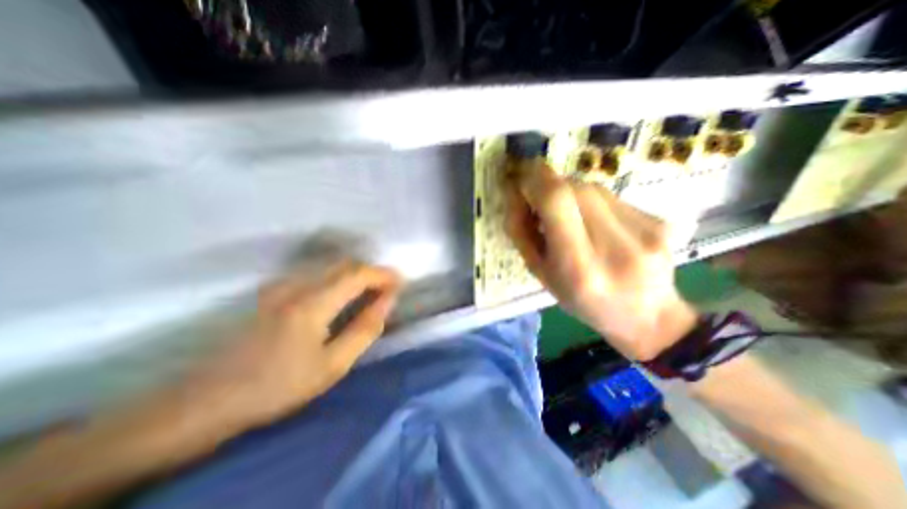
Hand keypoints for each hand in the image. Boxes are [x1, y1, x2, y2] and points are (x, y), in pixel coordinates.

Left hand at [192, 261, 398, 430]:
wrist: (209, 400)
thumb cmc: (277, 386)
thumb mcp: (332, 365)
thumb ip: (364, 329)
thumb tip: (388, 301)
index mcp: (313, 303)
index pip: (358, 274)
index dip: (383, 274)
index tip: (401, 282)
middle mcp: (297, 284)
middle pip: (344, 264)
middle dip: (371, 272)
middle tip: (387, 289)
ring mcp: (281, 285)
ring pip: (330, 266)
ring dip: (355, 273)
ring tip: (369, 292)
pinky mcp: (272, 291)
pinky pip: (316, 273)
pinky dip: (337, 277)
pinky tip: (340, 295)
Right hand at [508, 162, 696, 361]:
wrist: (647, 316)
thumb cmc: (582, 302)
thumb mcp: (541, 274)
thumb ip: (522, 233)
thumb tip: (515, 194)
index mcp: (579, 266)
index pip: (556, 199)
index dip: (534, 181)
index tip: (520, 182)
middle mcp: (614, 243)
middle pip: (573, 187)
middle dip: (547, 187)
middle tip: (538, 203)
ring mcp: (643, 229)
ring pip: (592, 187)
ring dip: (569, 194)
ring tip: (567, 217)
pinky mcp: (657, 220)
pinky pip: (610, 196)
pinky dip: (591, 201)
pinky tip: (594, 223)